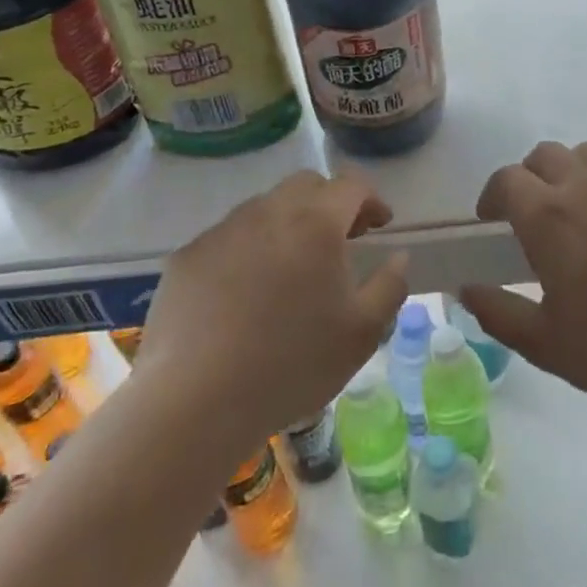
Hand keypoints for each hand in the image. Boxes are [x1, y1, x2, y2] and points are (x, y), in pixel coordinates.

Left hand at [136, 171, 407, 446]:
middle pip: (306, 185)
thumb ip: (391, 285)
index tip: (379, 225)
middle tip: (339, 240)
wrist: (195, 402)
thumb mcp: (363, 333)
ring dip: (287, 223)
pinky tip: (244, 292)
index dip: (371, 199)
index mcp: (316, 223)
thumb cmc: (292, 364)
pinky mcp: (187, 256)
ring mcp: (223, 231)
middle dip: (330, 202)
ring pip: (264, 207)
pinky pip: (228, 237)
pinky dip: (247, 249)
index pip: (351, 185)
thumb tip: (398, 256)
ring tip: (291, 268)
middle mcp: (269, 211)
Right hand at [460, 141, 586, 421]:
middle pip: (545, 155)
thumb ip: (498, 313)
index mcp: (547, 216)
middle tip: (532, 212)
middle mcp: (584, 185)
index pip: (507, 180)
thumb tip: (465, 290)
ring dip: (573, 170)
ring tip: (579, 206)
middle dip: (529, 176)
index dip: (493, 194)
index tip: (491, 217)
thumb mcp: (546, 344)